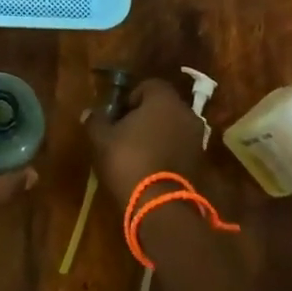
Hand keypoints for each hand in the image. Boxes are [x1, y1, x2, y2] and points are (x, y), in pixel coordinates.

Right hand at [83, 77, 206, 203]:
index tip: (118, 115)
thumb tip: (90, 112)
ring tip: (137, 152)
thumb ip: (96, 120)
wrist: (160, 205)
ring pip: (173, 127)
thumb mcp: (101, 139)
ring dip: (158, 134)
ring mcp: (197, 138)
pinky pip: (180, 147)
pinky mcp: (201, 162)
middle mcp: (186, 113)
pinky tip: (151, 166)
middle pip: (163, 106)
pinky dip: (168, 151)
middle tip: (125, 133)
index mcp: (163, 100)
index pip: (148, 85)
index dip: (131, 97)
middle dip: (145, 115)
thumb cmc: (128, 161)